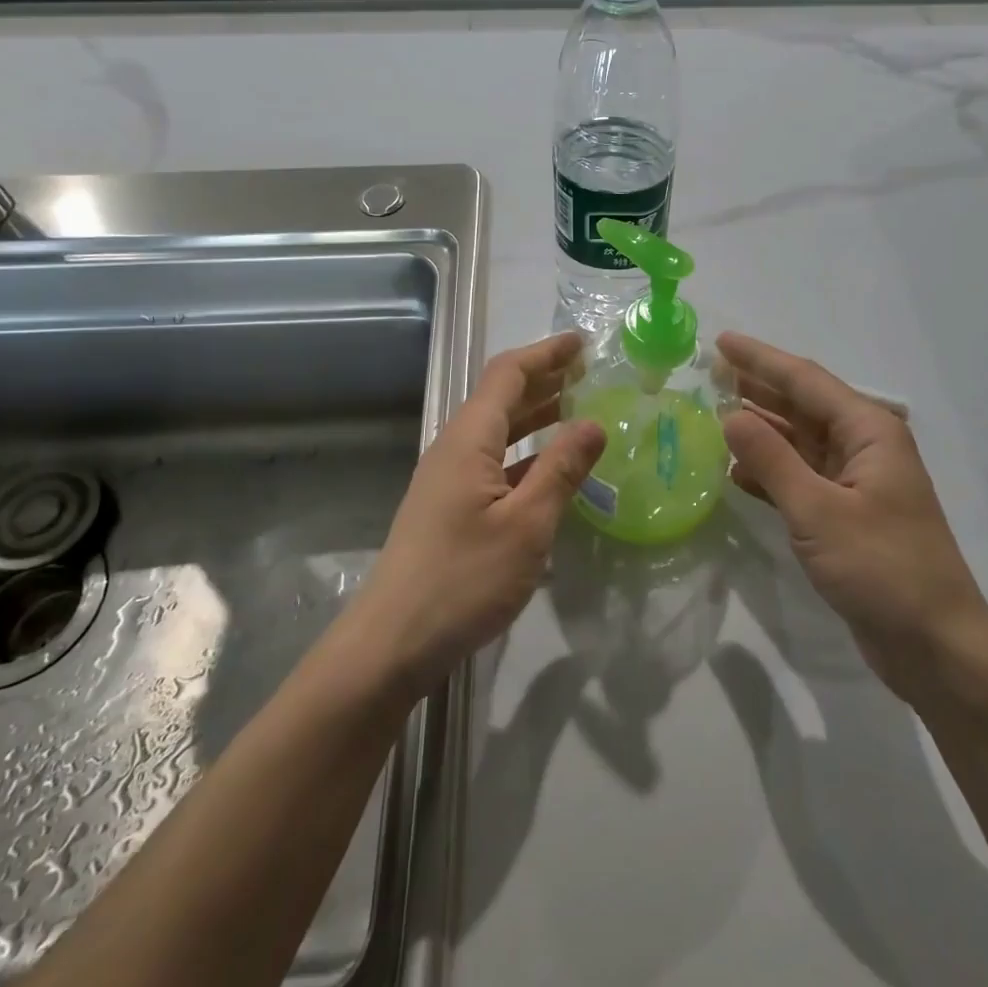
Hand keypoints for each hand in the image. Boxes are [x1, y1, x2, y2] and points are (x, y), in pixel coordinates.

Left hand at [349, 333, 604, 695]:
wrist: (393, 642)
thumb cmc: (463, 579)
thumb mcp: (526, 524)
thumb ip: (561, 469)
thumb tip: (594, 423)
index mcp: (468, 440)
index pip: (507, 375)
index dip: (545, 354)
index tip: (583, 343)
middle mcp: (454, 449)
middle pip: (500, 398)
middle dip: (543, 379)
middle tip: (588, 372)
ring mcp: (448, 480)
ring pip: (497, 433)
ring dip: (535, 416)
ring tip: (577, 410)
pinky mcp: (450, 509)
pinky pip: (493, 464)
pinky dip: (525, 455)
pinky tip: (551, 471)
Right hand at [717, 332, 987, 691]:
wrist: (934, 645)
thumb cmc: (881, 569)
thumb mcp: (818, 511)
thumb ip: (772, 460)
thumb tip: (730, 414)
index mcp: (869, 432)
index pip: (805, 380)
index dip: (760, 359)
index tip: (721, 342)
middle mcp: (865, 447)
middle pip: (804, 404)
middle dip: (759, 386)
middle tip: (711, 371)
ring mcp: (856, 482)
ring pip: (800, 441)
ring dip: (761, 427)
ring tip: (716, 410)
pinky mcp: (847, 514)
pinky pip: (801, 477)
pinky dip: (770, 470)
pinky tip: (737, 470)